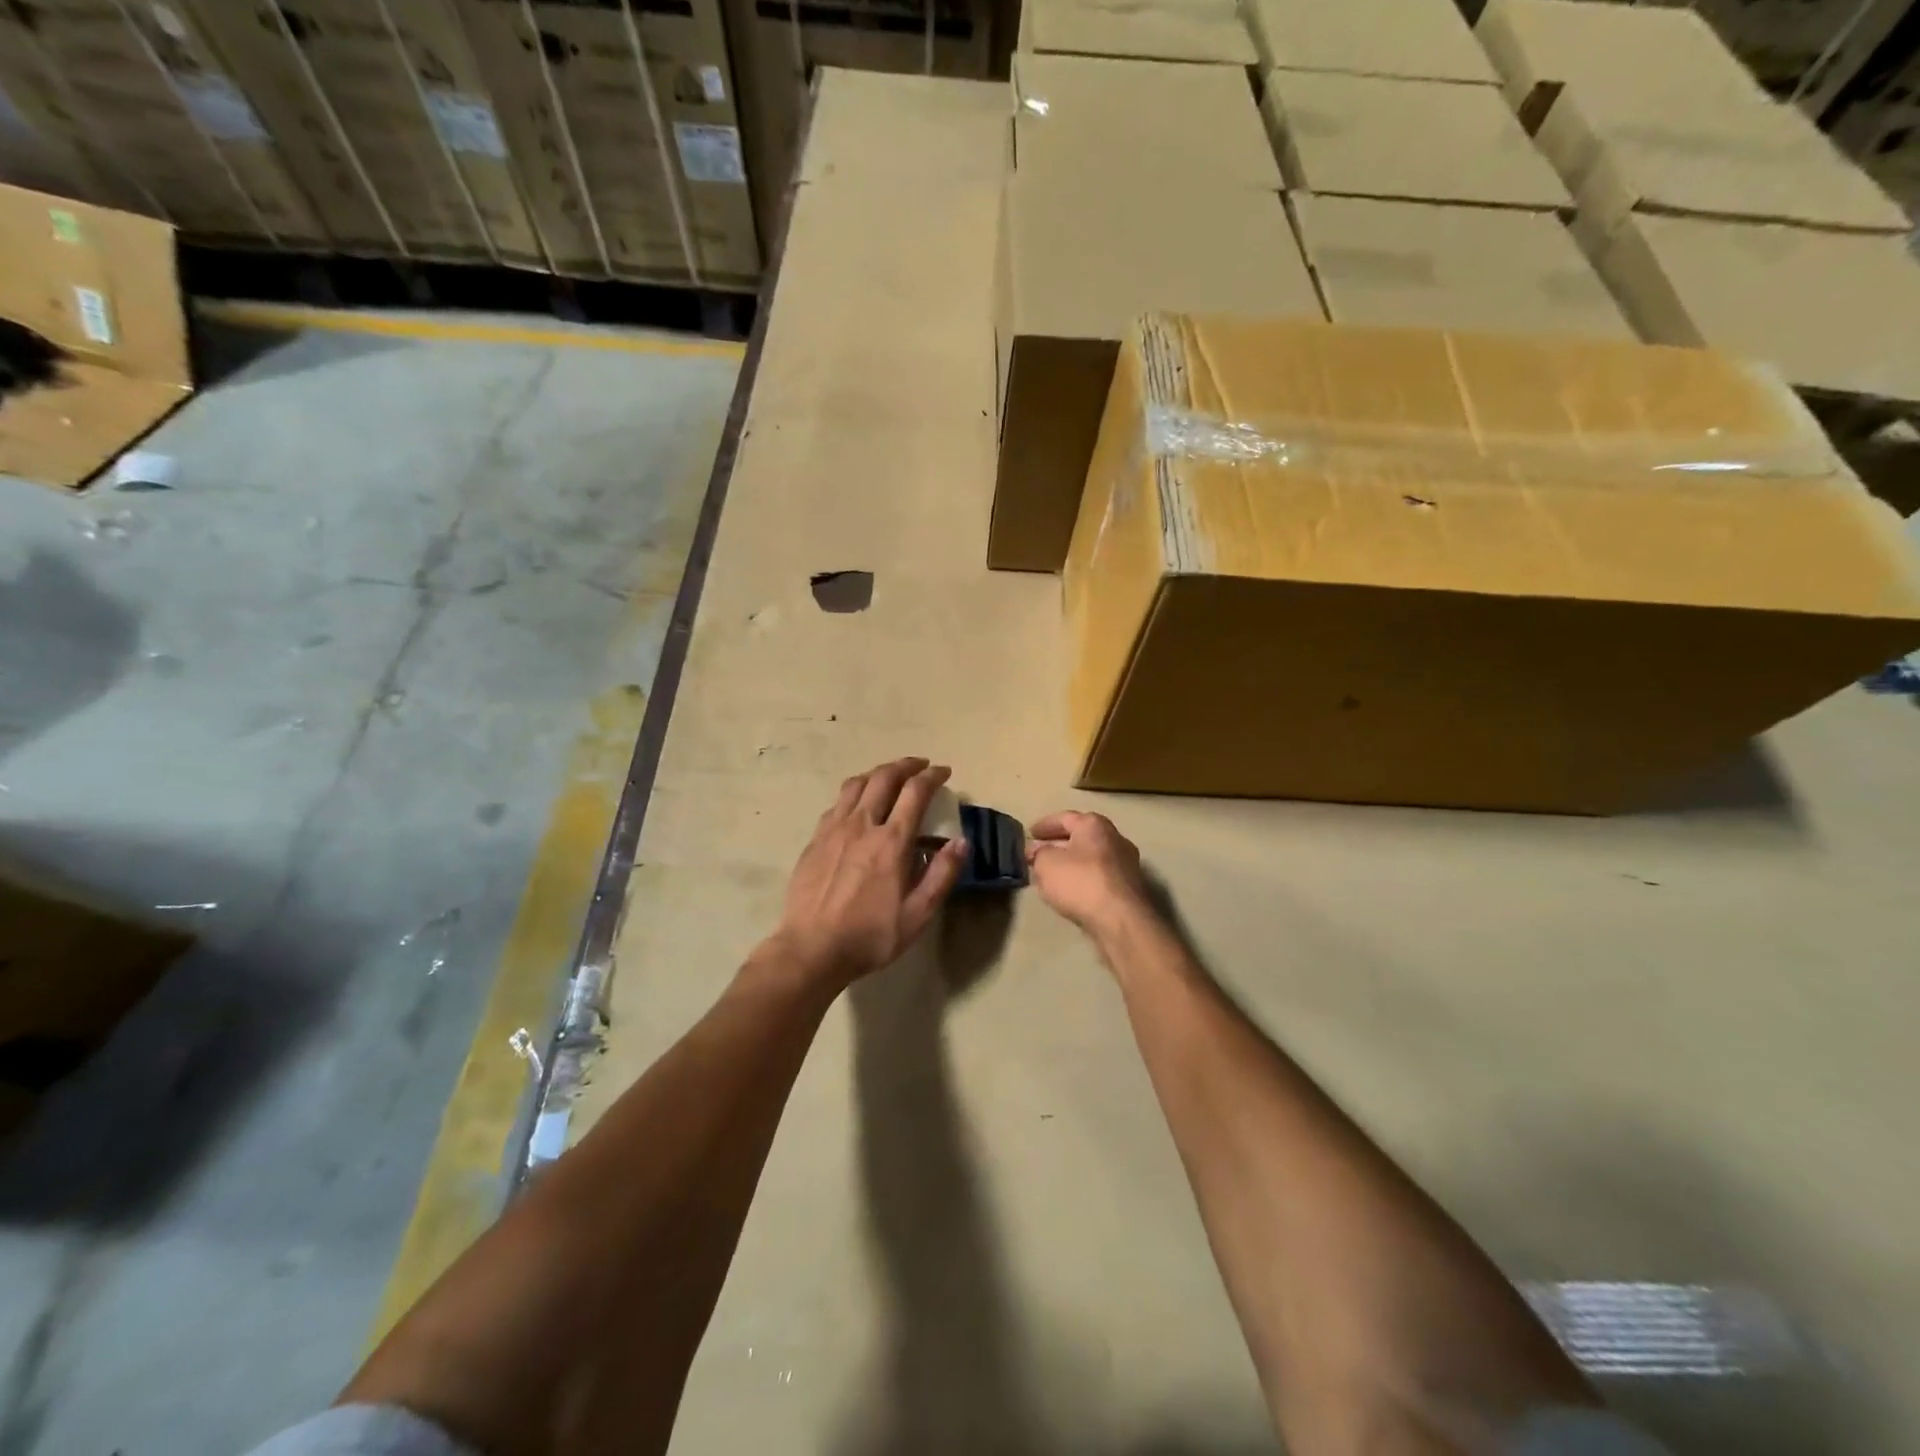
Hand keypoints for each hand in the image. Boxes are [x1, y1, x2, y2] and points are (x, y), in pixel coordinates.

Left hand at [767, 758, 966, 989]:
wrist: (811, 950)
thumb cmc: (870, 936)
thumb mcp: (917, 915)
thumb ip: (942, 875)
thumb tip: (962, 842)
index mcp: (891, 842)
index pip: (915, 792)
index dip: (932, 776)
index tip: (944, 773)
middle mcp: (861, 825)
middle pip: (884, 777)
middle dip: (906, 765)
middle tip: (920, 766)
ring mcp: (833, 829)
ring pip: (856, 784)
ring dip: (877, 773)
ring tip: (890, 776)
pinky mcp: (814, 840)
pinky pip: (837, 803)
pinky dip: (854, 793)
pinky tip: (858, 805)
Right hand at [1026, 811, 1151, 936]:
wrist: (1120, 919)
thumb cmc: (1080, 882)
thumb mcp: (1046, 863)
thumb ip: (1039, 854)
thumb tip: (1039, 852)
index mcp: (1094, 824)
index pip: (1064, 818)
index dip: (1044, 825)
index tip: (1029, 834)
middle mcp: (1114, 838)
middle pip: (1080, 837)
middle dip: (1056, 845)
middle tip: (1036, 855)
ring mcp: (1125, 863)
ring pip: (1090, 858)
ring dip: (1070, 864)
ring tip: (1049, 875)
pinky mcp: (1128, 888)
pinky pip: (1098, 876)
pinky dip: (1082, 879)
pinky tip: (1069, 891)